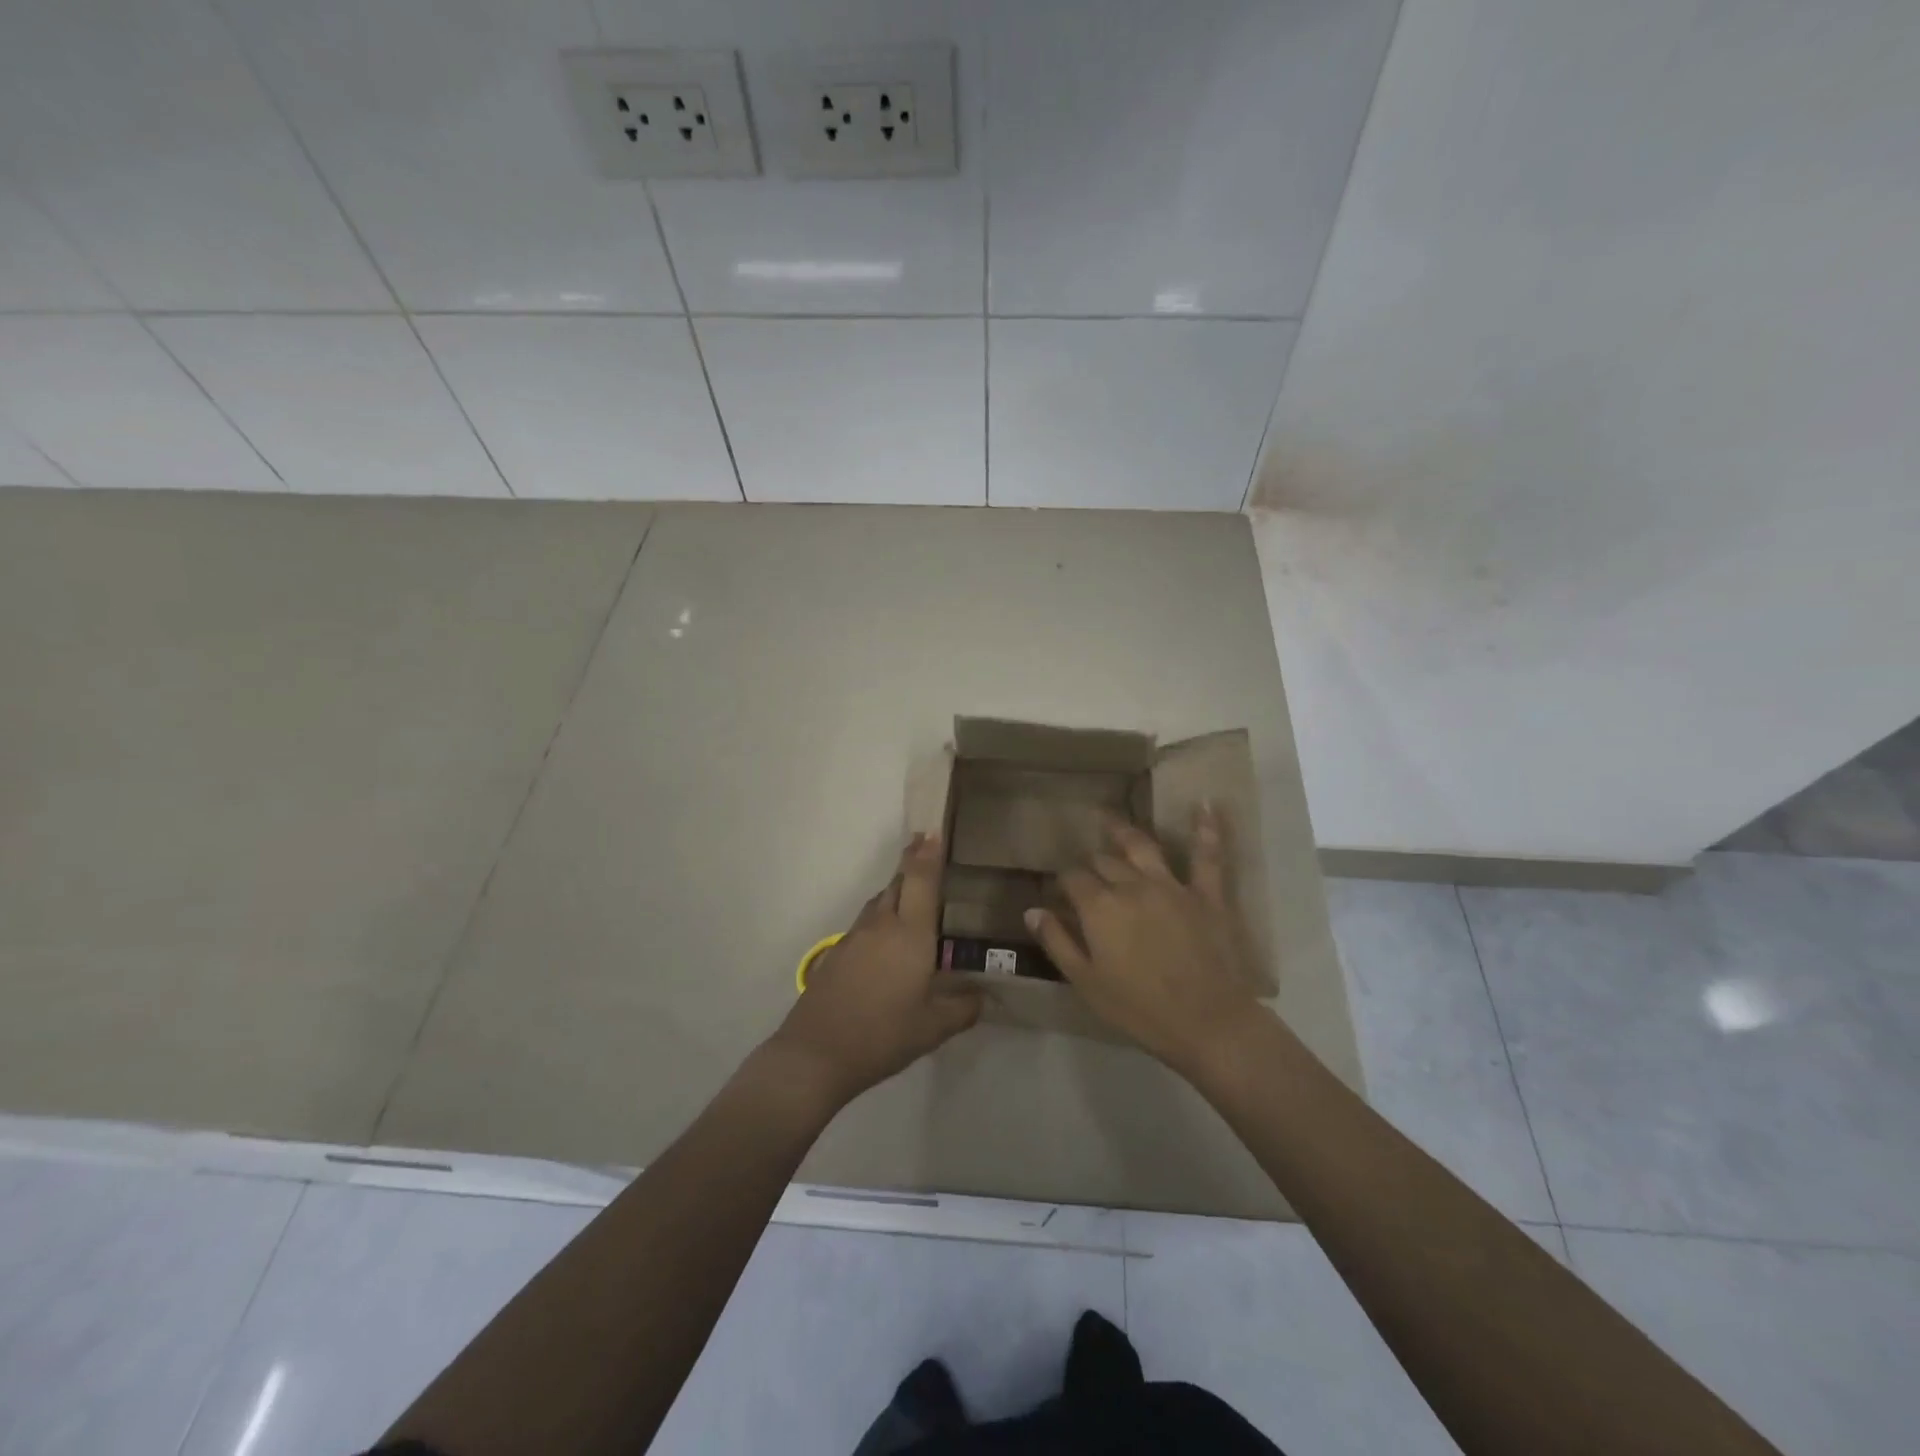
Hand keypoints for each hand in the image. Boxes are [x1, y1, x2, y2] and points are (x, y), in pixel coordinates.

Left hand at [767, 831, 983, 1108]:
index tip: (933, 830)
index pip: (921, 881)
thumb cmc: (883, 1035)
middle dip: (912, 864)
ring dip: (896, 891)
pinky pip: (865, 924)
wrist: (816, 1054)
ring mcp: (854, 938)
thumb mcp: (933, 1028)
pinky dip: (881, 919)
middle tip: (927, 850)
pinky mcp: (836, 954)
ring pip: (879, 902)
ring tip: (912, 897)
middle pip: (897, 883)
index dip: (928, 854)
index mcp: (910, 934)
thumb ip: (962, 1008)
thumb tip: (982, 996)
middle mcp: (881, 926)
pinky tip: (887, 942)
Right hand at [1024, 805, 1264, 1076]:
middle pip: (1103, 861)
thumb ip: (1057, 942)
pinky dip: (1207, 828)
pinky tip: (1206, 804)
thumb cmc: (1139, 1010)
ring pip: (1142, 846)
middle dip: (1090, 862)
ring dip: (1123, 831)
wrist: (1207, 1023)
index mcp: (1099, 907)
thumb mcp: (1086, 982)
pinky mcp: (1207, 894)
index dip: (1062, 882)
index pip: (1072, 879)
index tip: (1059, 891)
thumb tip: (1032, 910)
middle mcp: (1131, 885)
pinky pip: (1208, 856)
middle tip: (1085, 870)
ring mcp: (1172, 885)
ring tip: (1108, 819)